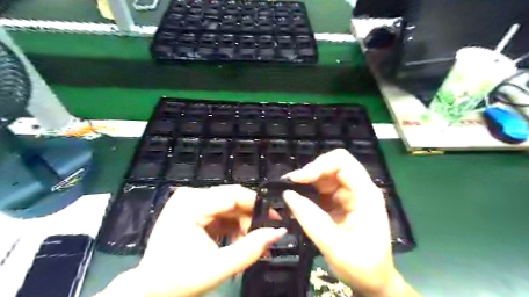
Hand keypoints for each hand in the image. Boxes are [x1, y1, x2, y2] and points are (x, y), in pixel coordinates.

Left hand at [96, 185, 285, 296]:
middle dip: (250, 218)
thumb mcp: (218, 268)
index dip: (258, 205)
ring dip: (242, 224)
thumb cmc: (178, 281)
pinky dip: (232, 226)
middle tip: (263, 237)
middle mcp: (190, 195)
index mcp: (192, 204)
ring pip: (228, 205)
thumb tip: (278, 232)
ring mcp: (190, 201)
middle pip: (232, 199)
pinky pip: (220, 212)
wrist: (148, 291)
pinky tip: (237, 241)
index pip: (234, 194)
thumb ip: (251, 249)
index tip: (275, 219)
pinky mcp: (192, 209)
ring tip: (249, 245)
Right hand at [283, 150, 420, 296]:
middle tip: (289, 186)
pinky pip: (320, 189)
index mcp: (365, 194)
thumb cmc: (363, 267)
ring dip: (306, 181)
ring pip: (324, 175)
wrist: (373, 282)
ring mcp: (348, 195)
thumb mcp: (335, 246)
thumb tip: (288, 194)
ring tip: (290, 192)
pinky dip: (307, 191)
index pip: (342, 162)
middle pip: (331, 165)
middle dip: (309, 172)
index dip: (319, 164)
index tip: (299, 179)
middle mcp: (357, 189)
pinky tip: (297, 200)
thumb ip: (311, 219)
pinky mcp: (338, 202)